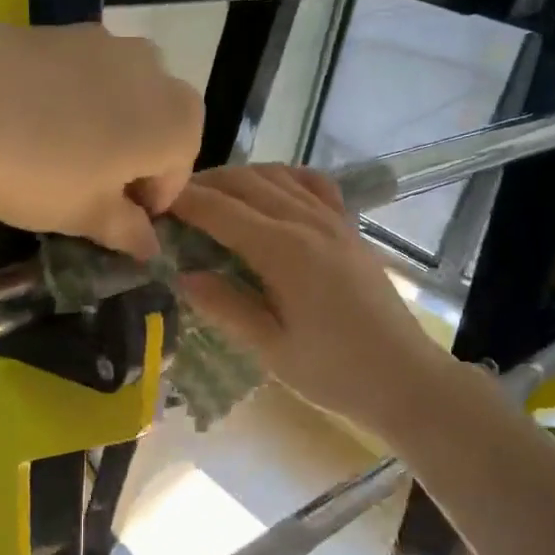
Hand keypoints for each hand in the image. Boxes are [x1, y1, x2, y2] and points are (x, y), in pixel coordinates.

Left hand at [0, 17, 202, 257]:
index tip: (114, 225)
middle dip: (132, 161)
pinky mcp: (65, 29)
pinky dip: (74, 101)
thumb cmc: (43, 170)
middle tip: (89, 190)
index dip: (146, 206)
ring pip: (122, 98)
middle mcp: (157, 73)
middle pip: (156, 129)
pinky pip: (85, 76)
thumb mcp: (87, 216)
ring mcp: (110, 43)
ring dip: (105, 129)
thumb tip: (149, 245)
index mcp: (178, 125)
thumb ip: (127, 231)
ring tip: (59, 155)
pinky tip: (34, 123)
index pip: (176, 177)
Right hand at [170, 165, 464, 439]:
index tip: (150, 202)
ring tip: (209, 196)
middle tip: (170, 200)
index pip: (221, 211)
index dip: (182, 202)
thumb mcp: (271, 349)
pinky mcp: (349, 229)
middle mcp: (308, 223)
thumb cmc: (335, 373)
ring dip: (238, 178)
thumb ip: (226, 307)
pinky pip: (312, 185)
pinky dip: (281, 178)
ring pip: (277, 176)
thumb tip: (182, 276)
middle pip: (246, 183)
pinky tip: (268, 192)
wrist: (405, 378)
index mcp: (285, 251)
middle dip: (204, 184)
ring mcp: (334, 221)